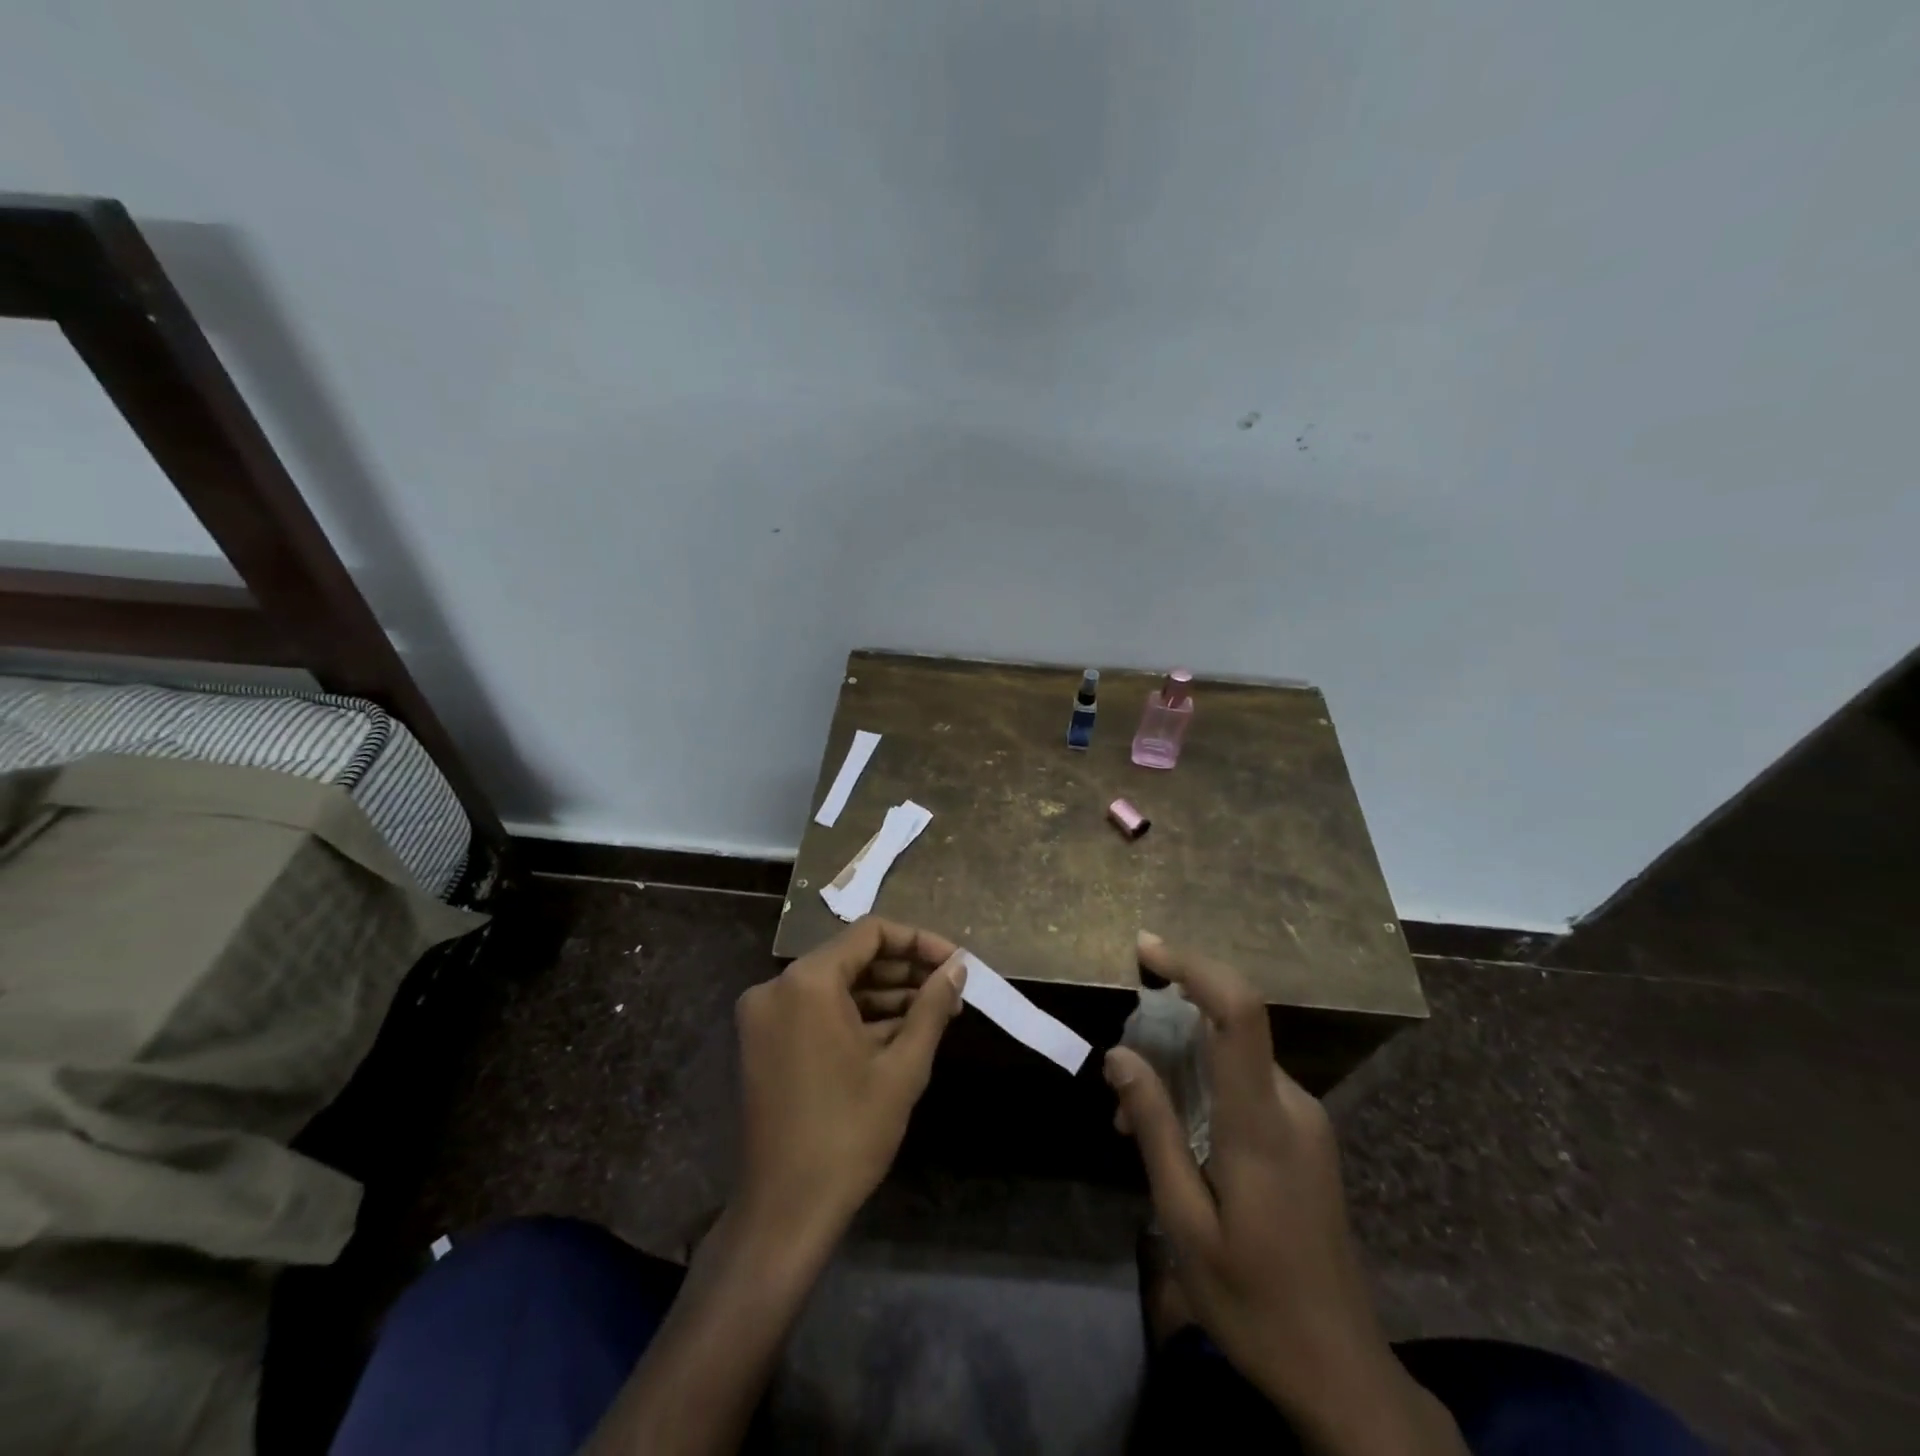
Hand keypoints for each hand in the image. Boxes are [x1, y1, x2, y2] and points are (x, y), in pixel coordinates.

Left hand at [733, 916, 966, 1247]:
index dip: (919, 941)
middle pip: (852, 957)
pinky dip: (856, 1016)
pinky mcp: (764, 1042)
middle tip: (951, 989)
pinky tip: (900, 1031)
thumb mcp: (902, 1067)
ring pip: (836, 985)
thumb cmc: (848, 1134)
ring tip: (935, 1011)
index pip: (871, 933)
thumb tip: (957, 967)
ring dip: (885, 994)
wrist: (784, 1212)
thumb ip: (932, 1007)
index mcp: (807, 982)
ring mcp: (766, 1015)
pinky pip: (817, 1010)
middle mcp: (778, 986)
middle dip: (905, 970)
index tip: (956, 962)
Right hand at [1106, 932, 1464, 1454]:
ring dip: (1181, 1066)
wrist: (1343, 1372)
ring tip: (1133, 1121)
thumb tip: (1120, 1055)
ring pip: (1234, 1057)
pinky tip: (1176, 1138)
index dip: (1194, 966)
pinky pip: (1247, 1085)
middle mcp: (1292, 1105)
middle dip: (1167, 1029)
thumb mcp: (1184, 1222)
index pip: (1239, 1012)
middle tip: (1119, 1079)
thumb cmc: (1253, 1302)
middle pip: (1228, 1027)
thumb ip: (1154, 1128)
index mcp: (1261, 1123)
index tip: (1146, 949)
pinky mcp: (1307, 1137)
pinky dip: (1204, 1088)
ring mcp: (1306, 1120)